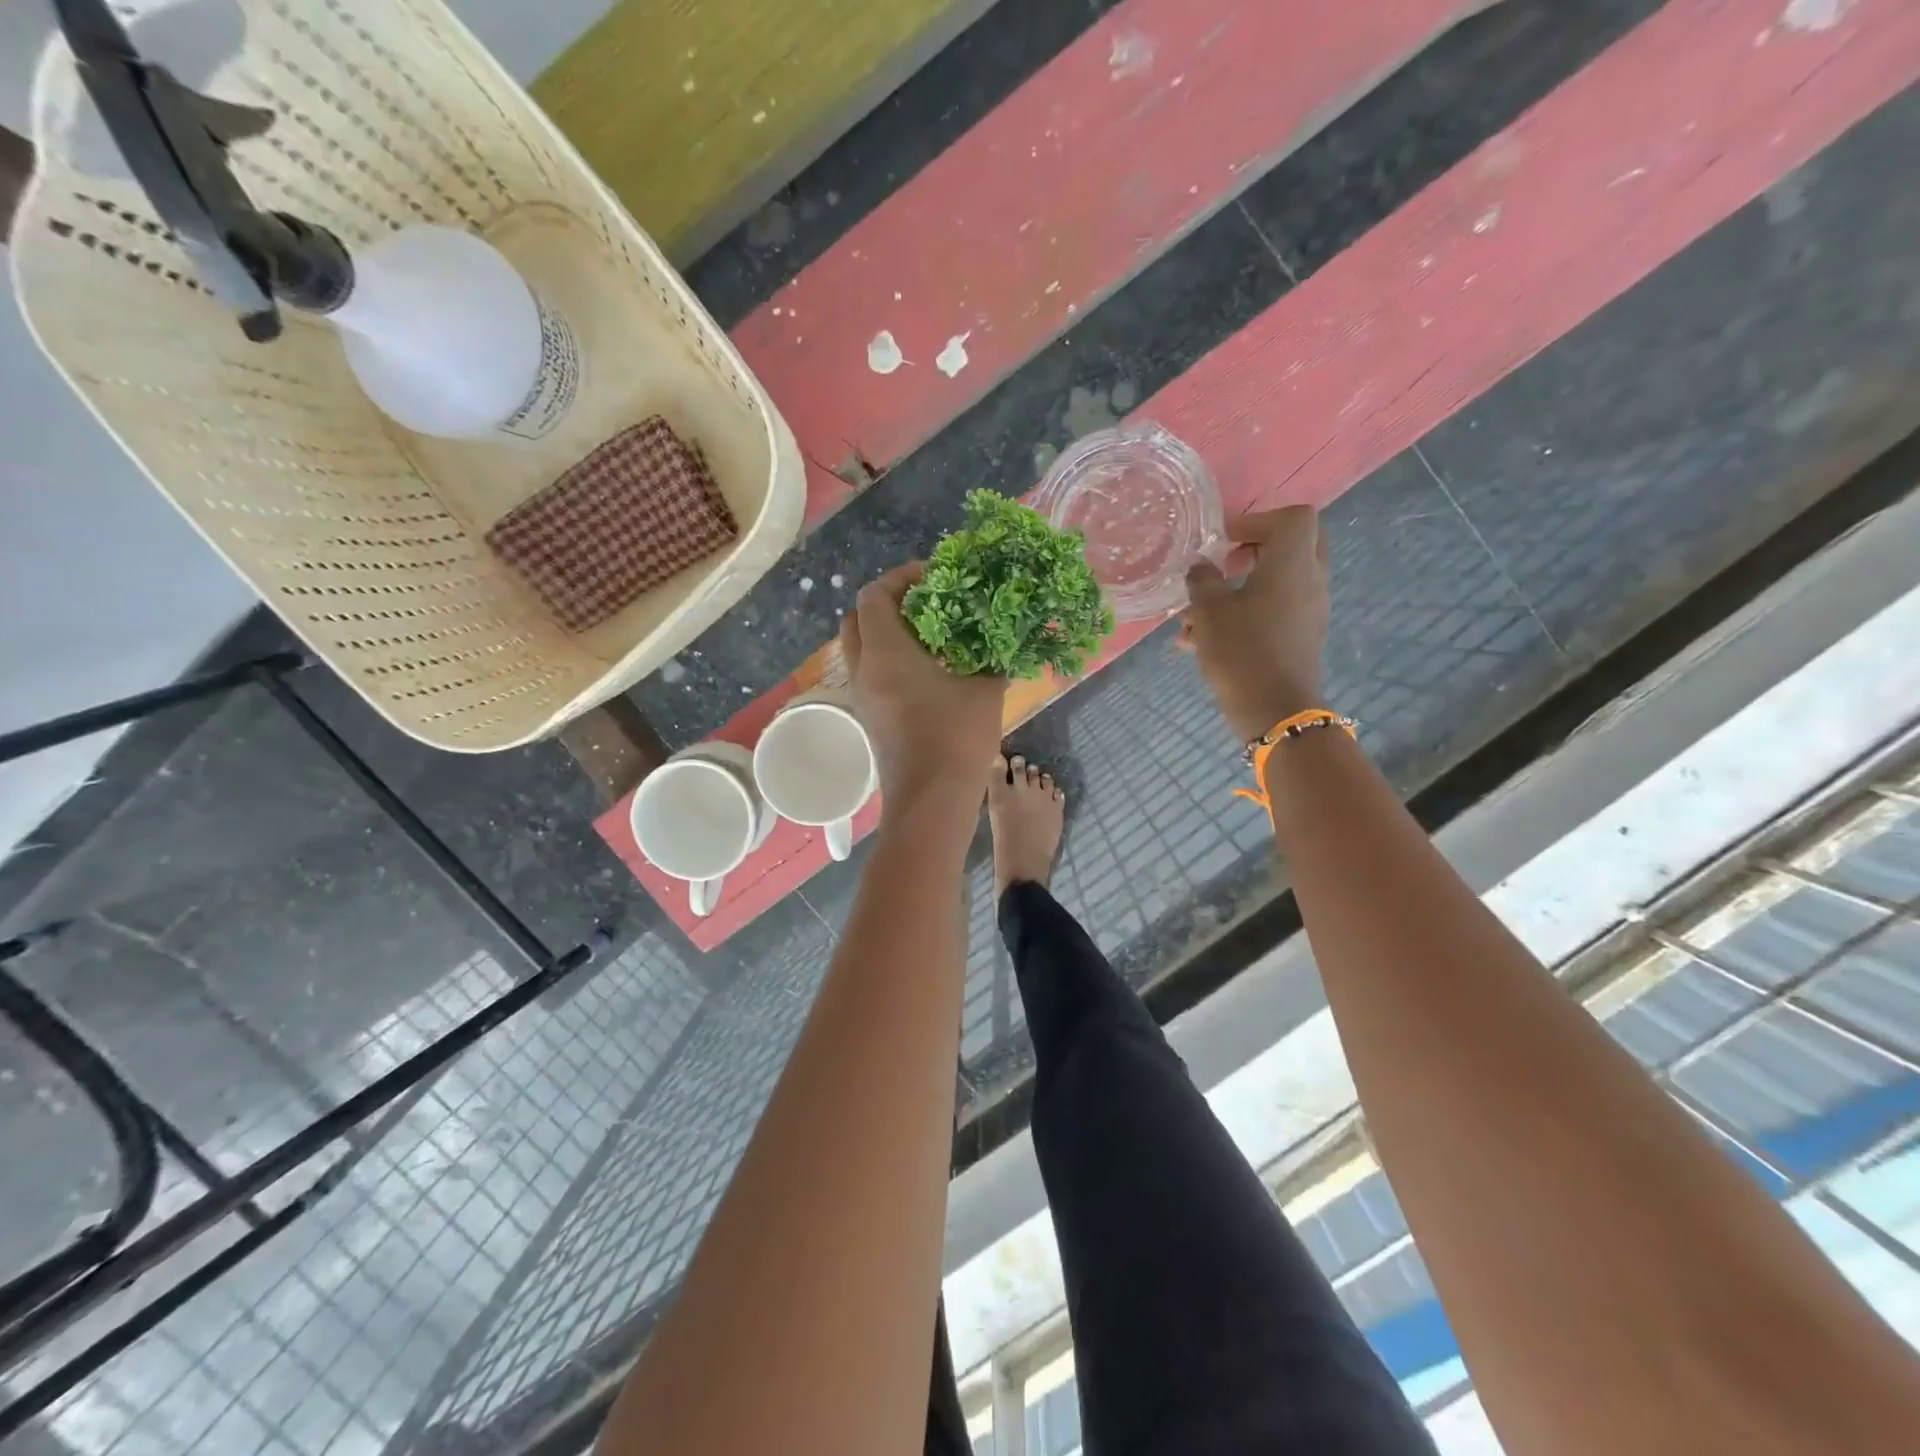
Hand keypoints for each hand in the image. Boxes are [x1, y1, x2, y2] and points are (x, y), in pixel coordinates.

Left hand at [841, 563, 1007, 809]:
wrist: (930, 802)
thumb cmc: (956, 740)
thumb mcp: (985, 692)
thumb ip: (992, 660)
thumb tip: (1004, 645)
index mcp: (885, 653)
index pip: (874, 596)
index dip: (901, 578)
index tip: (935, 577)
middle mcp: (863, 670)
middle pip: (857, 618)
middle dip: (887, 602)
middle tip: (926, 602)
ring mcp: (862, 696)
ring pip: (861, 647)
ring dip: (887, 631)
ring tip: (930, 634)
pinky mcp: (869, 717)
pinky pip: (869, 672)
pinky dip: (889, 658)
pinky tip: (926, 668)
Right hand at [1182, 506, 1330, 742]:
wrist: (1275, 710)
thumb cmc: (1241, 651)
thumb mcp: (1209, 611)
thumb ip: (1202, 579)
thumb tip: (1201, 566)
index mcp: (1293, 563)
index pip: (1293, 517)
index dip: (1257, 519)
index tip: (1224, 540)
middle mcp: (1310, 580)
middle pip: (1293, 545)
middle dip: (1255, 548)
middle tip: (1225, 562)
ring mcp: (1309, 610)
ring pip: (1278, 581)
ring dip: (1241, 586)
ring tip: (1196, 613)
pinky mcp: (1301, 636)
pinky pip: (1275, 609)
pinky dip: (1246, 612)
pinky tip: (1203, 639)